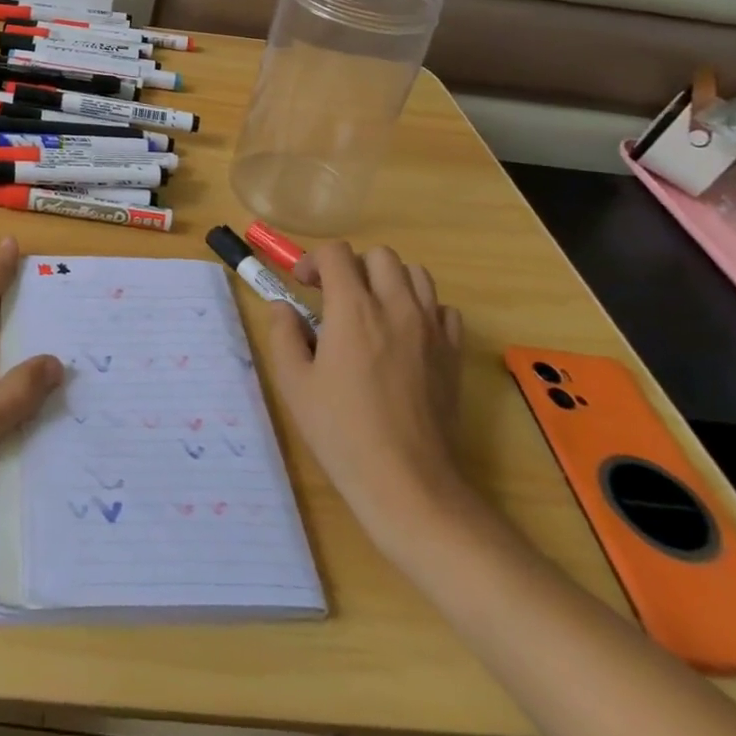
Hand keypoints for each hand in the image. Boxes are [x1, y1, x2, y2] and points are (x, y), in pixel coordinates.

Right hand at [263, 242, 473, 534]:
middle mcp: (396, 307)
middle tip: (336, 296)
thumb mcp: (294, 384)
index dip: (314, 261)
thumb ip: (284, 335)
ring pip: (416, 274)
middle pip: (379, 255)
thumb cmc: (342, 432)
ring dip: (390, 280)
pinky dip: (423, 309)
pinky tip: (406, 334)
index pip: (337, 253)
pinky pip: (443, 309)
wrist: (407, 482)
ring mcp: (431, 329)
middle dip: (353, 266)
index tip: (304, 286)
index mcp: (353, 309)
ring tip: (372, 310)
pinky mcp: (452, 353)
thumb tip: (283, 308)